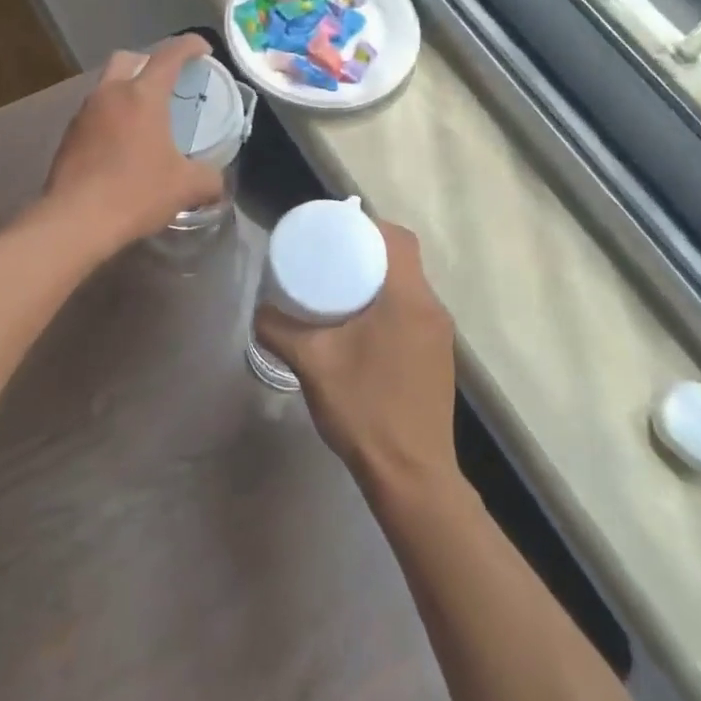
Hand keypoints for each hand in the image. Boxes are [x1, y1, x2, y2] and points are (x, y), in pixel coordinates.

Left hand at [43, 34, 225, 260]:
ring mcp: (84, 114)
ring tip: (146, 116)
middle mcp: (109, 94)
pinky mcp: (69, 137)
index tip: (203, 49)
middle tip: (167, 81)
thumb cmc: (136, 193)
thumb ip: (210, 179)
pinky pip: (95, 114)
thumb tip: (218, 182)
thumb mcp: (186, 187)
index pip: (169, 55)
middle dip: (149, 61)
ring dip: (127, 91)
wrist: (75, 221)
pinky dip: (111, 117)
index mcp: (142, 95)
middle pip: (128, 59)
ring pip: (107, 86)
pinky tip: (122, 145)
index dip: (189, 45)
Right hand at [254, 222, 458, 497]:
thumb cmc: (364, 410)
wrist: (411, 475)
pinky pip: (413, 312)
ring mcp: (440, 336)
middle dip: (368, 250)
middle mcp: (433, 310)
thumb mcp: (312, 364)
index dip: (368, 225)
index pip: (398, 239)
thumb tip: (259, 311)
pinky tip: (360, 325)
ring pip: (410, 287)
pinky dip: (389, 305)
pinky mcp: (438, 359)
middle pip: (405, 259)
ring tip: (339, 286)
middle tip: (329, 255)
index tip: (335, 229)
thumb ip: (279, 330)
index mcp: (409, 299)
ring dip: (379, 279)